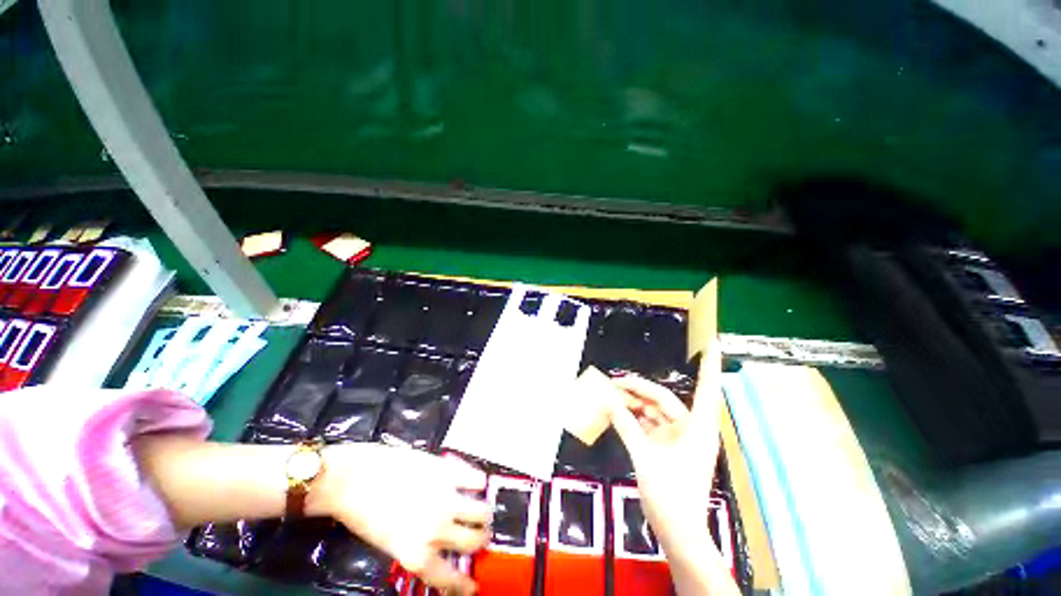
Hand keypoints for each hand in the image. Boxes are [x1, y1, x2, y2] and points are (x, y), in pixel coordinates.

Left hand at [312, 444, 490, 594]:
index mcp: (417, 554)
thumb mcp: (390, 543)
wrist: (353, 480)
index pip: (450, 578)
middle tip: (479, 533)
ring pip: (482, 511)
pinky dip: (478, 483)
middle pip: (474, 540)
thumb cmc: (364, 514)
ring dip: (484, 512)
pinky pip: (475, 479)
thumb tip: (440, 548)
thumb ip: (418, 547)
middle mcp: (437, 530)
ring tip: (481, 509)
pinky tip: (475, 483)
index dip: (464, 584)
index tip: (472, 585)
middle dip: (480, 539)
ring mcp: (444, 498)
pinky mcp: (446, 471)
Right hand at [608, 349, 722, 556]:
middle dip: (639, 388)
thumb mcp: (644, 456)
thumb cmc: (670, 495)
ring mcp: (679, 438)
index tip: (713, 343)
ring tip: (610, 395)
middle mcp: (691, 428)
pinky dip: (634, 418)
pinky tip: (618, 412)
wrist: (678, 532)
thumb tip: (609, 401)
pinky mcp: (668, 447)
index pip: (706, 388)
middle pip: (663, 399)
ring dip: (634, 404)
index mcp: (697, 427)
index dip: (709, 365)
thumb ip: (626, 425)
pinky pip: (650, 425)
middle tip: (614, 381)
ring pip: (654, 411)